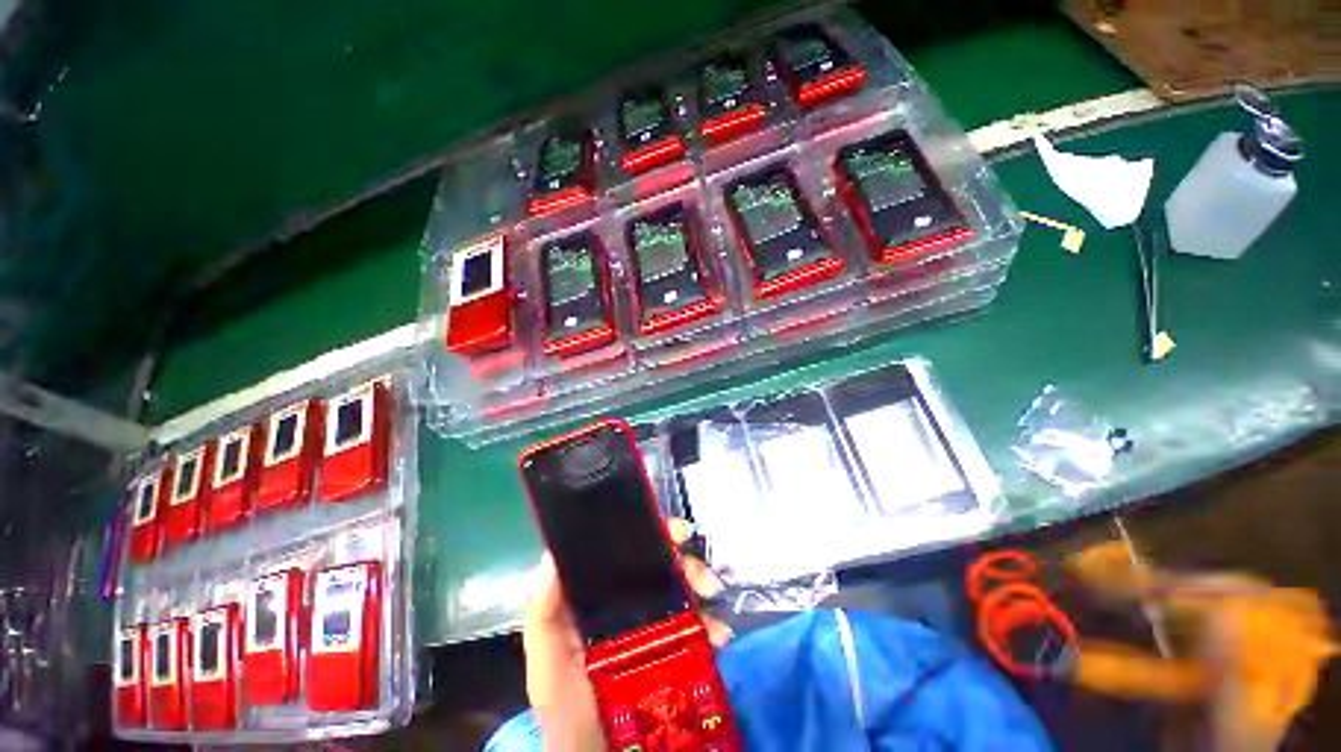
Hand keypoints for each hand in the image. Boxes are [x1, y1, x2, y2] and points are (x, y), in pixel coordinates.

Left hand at [522, 519, 729, 750]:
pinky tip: (719, 636)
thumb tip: (554, 553)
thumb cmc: (567, 709)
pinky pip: (698, 625)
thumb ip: (544, 613)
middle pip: (660, 564)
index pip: (624, 550)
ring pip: (682, 587)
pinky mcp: (674, 650)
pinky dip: (712, 623)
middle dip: (684, 560)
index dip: (649, 532)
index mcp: (600, 595)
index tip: (674, 531)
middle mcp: (628, 601)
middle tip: (701, 574)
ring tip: (713, 602)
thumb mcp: (547, 662)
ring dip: (702, 585)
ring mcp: (654, 624)